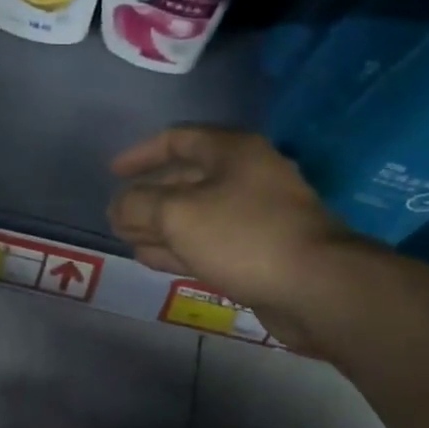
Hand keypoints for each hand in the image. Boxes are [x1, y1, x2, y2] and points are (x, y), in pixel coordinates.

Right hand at [108, 127, 352, 334]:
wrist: (316, 288)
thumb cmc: (243, 236)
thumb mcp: (177, 213)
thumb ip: (138, 204)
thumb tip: (118, 206)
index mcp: (232, 152)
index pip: (177, 139)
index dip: (141, 154)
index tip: (113, 174)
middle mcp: (246, 177)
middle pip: (186, 179)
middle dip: (147, 197)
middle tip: (117, 216)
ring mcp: (255, 217)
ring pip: (196, 215)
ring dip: (159, 226)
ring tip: (126, 239)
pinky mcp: (259, 252)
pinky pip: (209, 242)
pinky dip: (179, 248)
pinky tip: (151, 259)